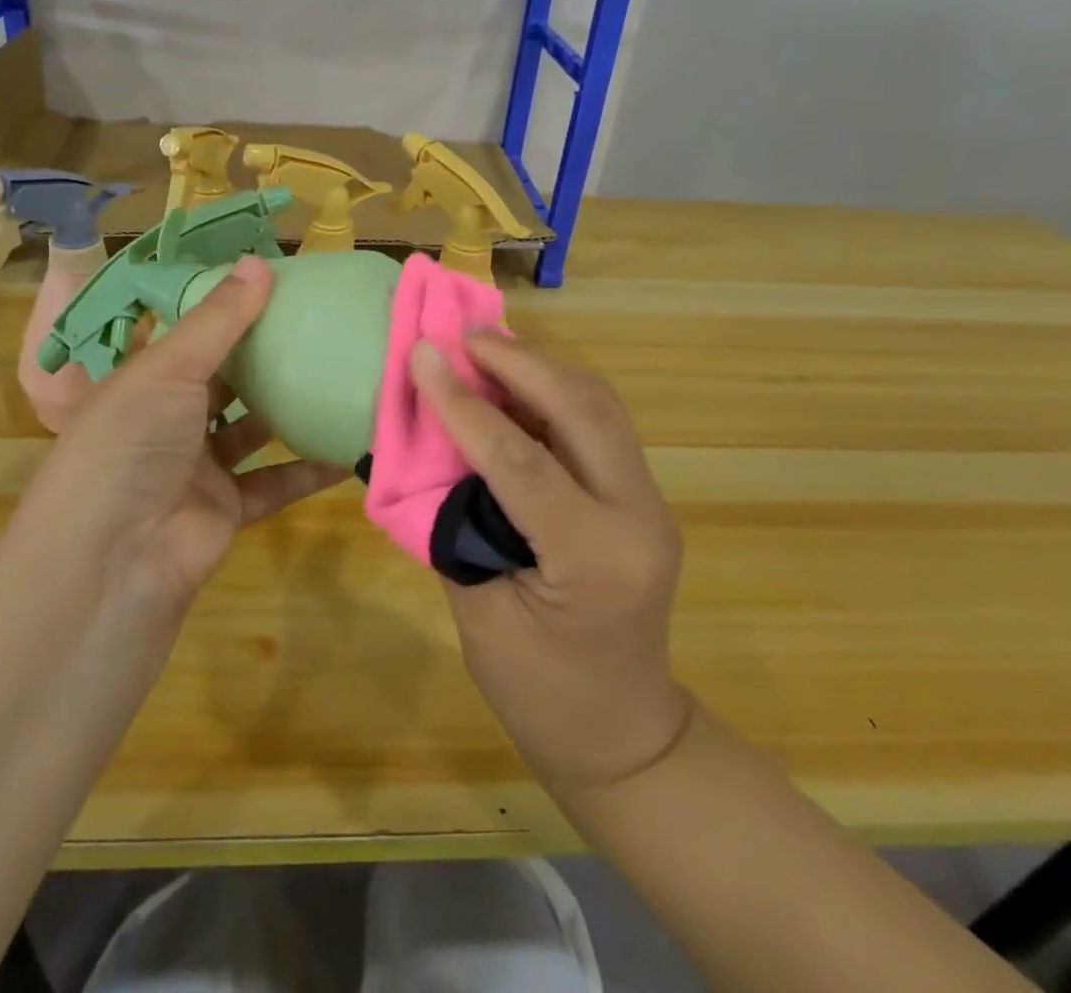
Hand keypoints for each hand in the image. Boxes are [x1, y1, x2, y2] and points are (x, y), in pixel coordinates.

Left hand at [4, 256, 346, 613]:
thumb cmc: (129, 444)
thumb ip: (218, 320)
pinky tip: (351, 445)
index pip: (188, 334)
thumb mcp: (168, 370)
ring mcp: (199, 466)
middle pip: (226, 380)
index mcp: (144, 380)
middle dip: (267, 356)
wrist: (113, 562)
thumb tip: (261, 262)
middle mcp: (170, 419)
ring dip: (291, 408)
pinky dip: (310, 467)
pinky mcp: (228, 508)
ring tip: (342, 373)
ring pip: (254, 429)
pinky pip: (276, 481)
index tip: (277, 283)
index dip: (227, 308)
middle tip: (322, 323)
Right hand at [410, 334, 690, 791]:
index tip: (421, 354)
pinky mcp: (642, 495)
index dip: (463, 403)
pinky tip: (516, 383)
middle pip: (582, 408)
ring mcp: (650, 501)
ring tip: (485, 348)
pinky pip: (600, 422)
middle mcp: (637, 516)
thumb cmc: (540, 694)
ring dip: (541, 366)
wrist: (623, 734)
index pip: (521, 460)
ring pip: (600, 403)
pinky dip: (556, 390)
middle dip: (518, 360)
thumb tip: (432, 448)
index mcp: (594, 558)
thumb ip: (457, 523)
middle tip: (461, 336)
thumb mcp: (479, 615)